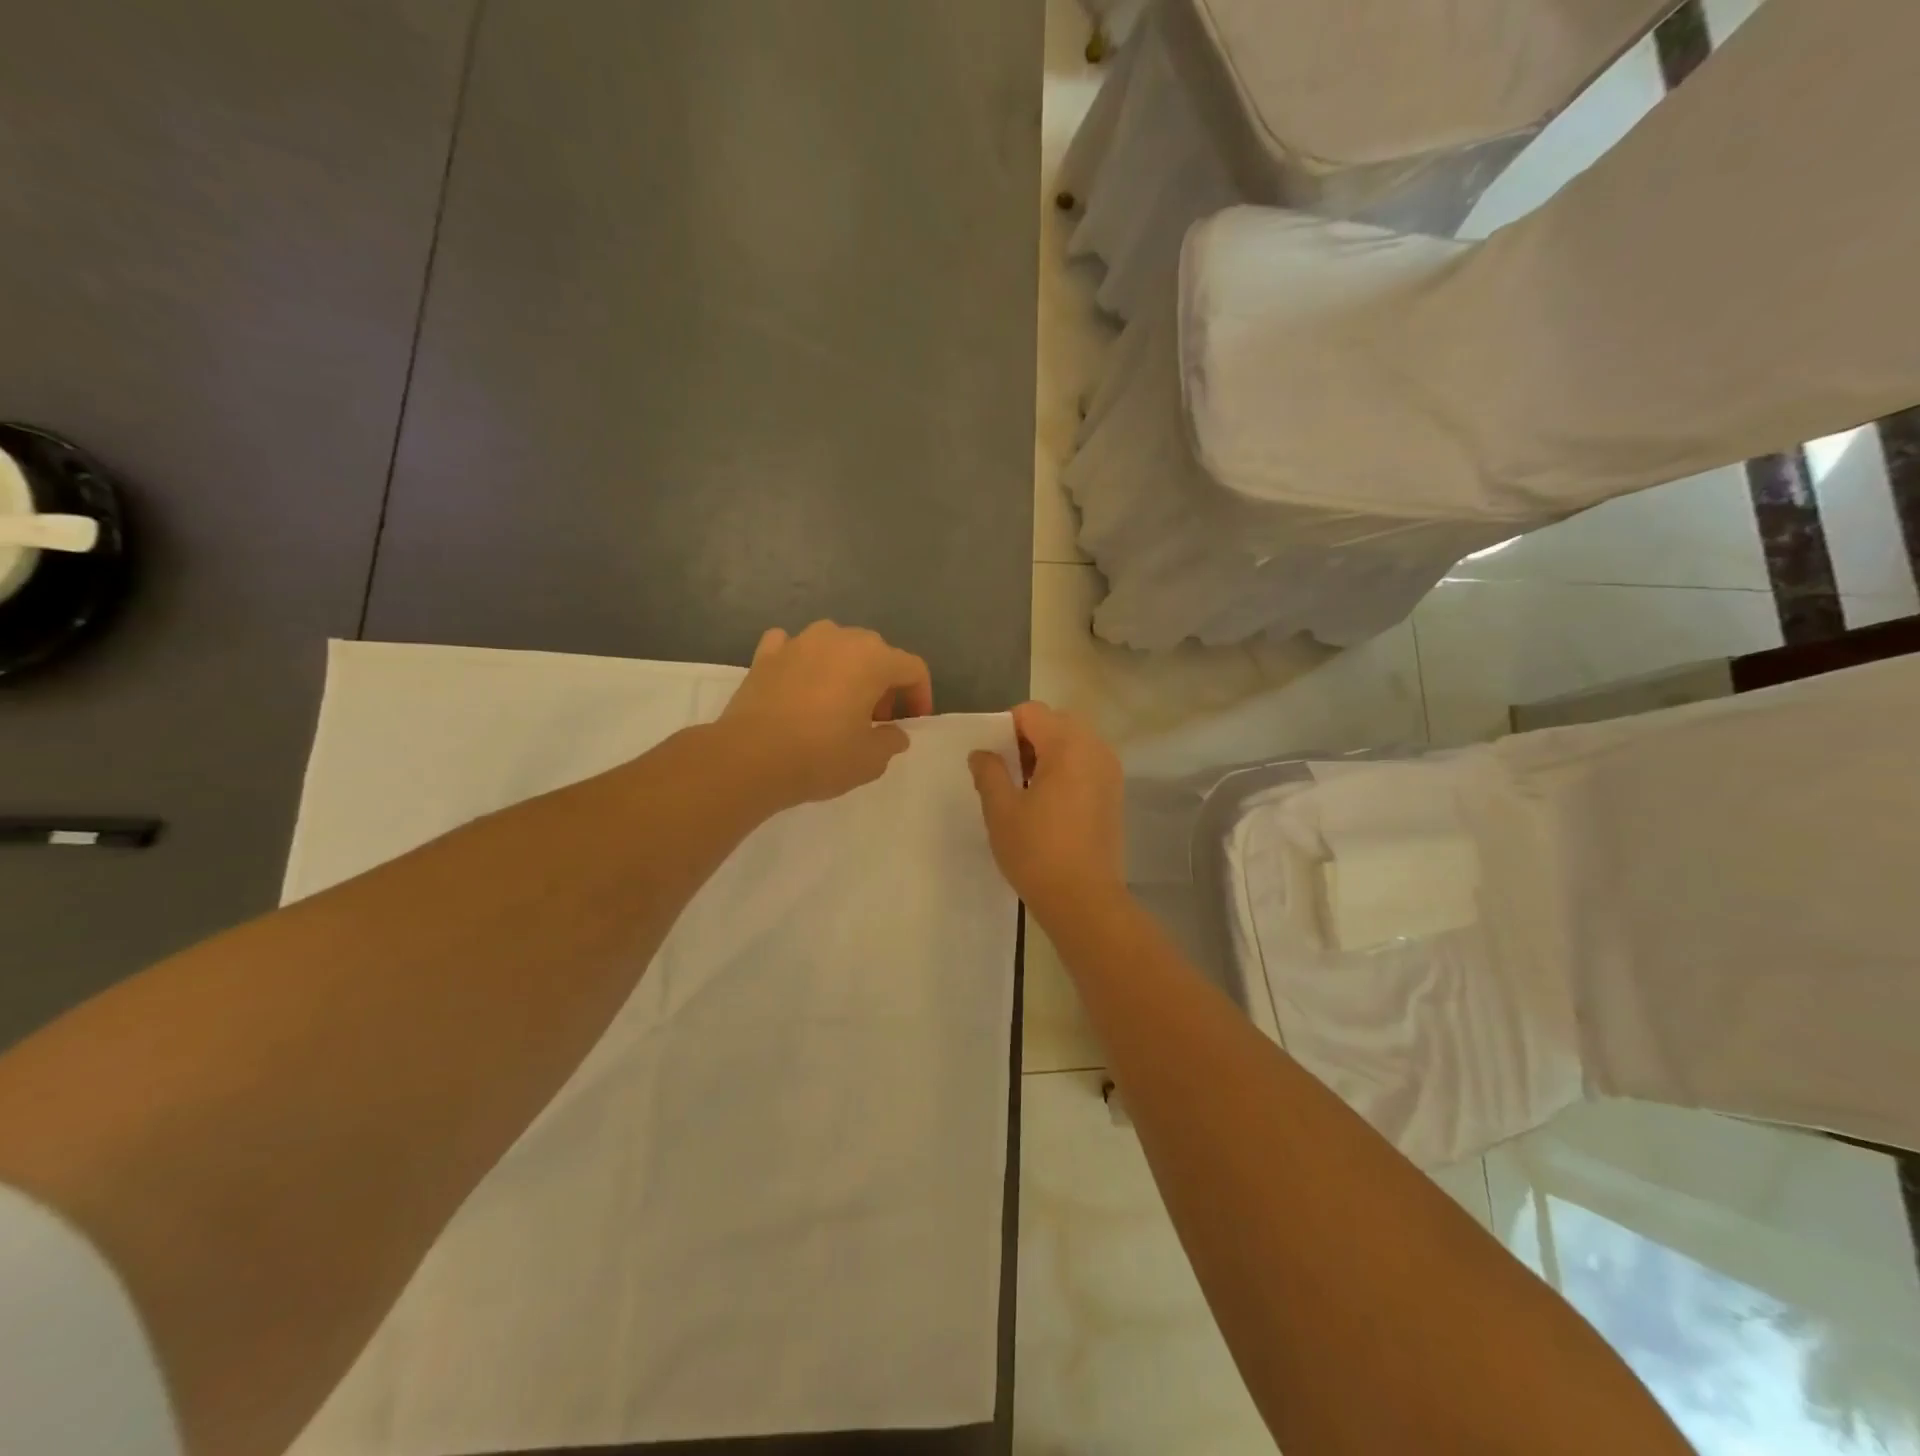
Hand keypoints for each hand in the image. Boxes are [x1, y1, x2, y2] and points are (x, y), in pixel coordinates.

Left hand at [719, 621, 933, 809]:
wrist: (749, 758)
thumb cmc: (820, 756)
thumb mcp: (870, 760)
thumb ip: (891, 741)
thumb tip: (894, 733)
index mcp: (873, 659)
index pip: (912, 668)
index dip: (920, 695)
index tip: (911, 722)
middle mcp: (839, 639)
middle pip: (876, 652)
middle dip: (883, 682)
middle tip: (875, 718)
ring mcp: (799, 642)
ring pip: (835, 644)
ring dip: (845, 667)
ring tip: (838, 702)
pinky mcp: (765, 654)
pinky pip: (793, 646)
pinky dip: (802, 660)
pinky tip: (798, 682)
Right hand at [968, 701, 1123, 918]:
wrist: (1085, 900)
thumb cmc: (1037, 852)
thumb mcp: (1000, 810)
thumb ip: (989, 772)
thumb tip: (982, 753)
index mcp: (1067, 745)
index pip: (1031, 712)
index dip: (1005, 728)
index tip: (993, 760)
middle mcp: (1095, 748)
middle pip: (1056, 722)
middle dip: (1028, 738)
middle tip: (1009, 773)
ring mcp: (1110, 770)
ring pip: (1073, 742)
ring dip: (1048, 753)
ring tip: (1028, 790)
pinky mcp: (1115, 793)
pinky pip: (1087, 763)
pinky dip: (1066, 769)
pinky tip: (1050, 804)